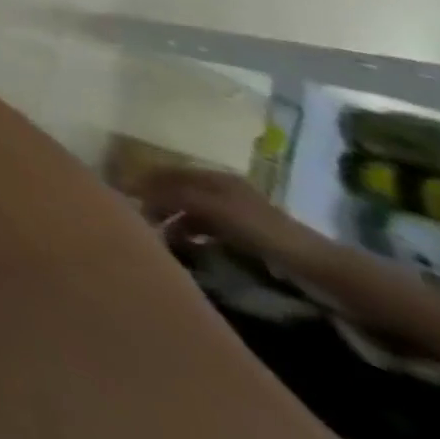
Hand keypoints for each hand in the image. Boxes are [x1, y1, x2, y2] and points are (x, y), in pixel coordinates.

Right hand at [134, 167, 330, 270]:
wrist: (315, 266)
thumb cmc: (261, 231)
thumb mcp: (215, 209)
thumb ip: (177, 197)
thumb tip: (138, 191)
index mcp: (214, 177)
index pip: (169, 172)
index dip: (146, 181)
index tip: (125, 195)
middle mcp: (220, 189)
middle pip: (178, 190)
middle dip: (157, 202)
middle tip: (140, 219)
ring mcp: (233, 212)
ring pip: (191, 211)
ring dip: (173, 221)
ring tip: (161, 238)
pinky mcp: (242, 234)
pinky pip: (205, 229)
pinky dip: (191, 235)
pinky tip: (186, 248)